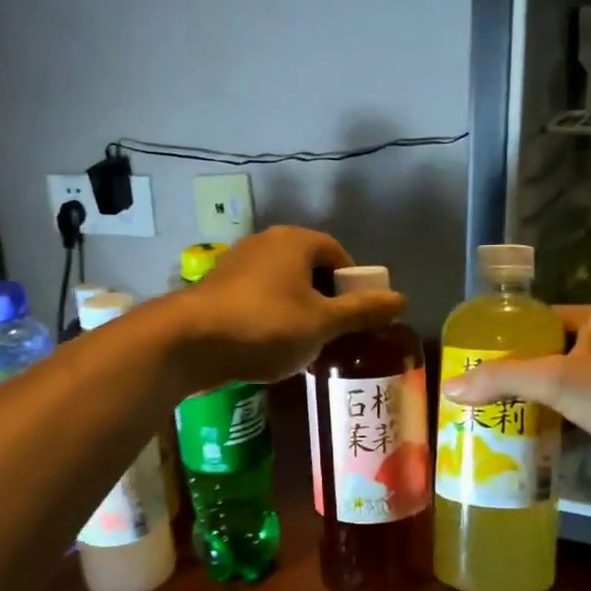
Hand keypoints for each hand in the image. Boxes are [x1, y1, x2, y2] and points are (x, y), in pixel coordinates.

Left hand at [171, 227, 403, 384]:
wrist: (189, 342)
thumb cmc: (265, 325)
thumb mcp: (322, 323)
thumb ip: (362, 311)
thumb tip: (402, 299)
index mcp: (296, 241)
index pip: (338, 254)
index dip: (353, 286)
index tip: (358, 318)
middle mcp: (266, 243)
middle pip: (310, 270)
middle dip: (326, 302)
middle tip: (335, 335)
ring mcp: (238, 264)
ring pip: (283, 287)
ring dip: (299, 313)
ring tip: (305, 347)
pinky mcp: (217, 289)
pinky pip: (258, 300)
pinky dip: (271, 320)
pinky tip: (271, 349)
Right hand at [440, 304, 590, 487]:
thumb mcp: (558, 381)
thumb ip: (503, 380)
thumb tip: (450, 386)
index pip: (538, 320)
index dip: (505, 340)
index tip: (476, 364)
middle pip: (552, 354)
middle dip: (520, 378)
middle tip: (484, 400)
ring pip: (572, 385)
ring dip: (544, 404)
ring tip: (505, 423)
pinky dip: (568, 423)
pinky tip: (544, 444)